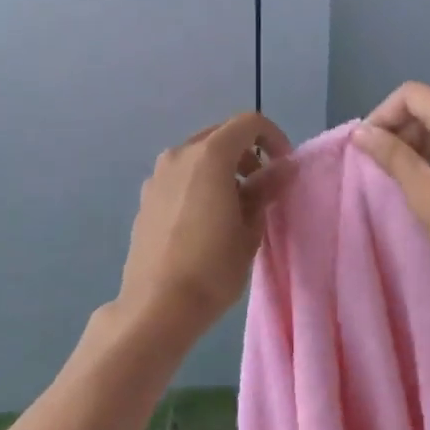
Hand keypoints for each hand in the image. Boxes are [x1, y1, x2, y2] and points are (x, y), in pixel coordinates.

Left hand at [116, 110, 292, 341]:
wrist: (157, 306)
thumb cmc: (213, 267)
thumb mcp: (250, 229)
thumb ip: (266, 189)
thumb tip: (284, 168)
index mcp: (209, 156)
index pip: (248, 123)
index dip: (273, 138)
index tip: (283, 168)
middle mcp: (178, 155)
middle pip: (220, 136)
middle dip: (247, 154)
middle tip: (262, 189)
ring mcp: (157, 176)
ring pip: (198, 157)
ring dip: (222, 170)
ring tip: (235, 208)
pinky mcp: (145, 198)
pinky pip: (180, 177)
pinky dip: (199, 184)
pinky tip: (206, 222)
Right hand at [351, 82, 429, 297]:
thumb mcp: (422, 191)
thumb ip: (391, 155)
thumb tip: (361, 132)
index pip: (409, 94)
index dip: (381, 115)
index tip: (366, 149)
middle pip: (428, 107)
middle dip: (399, 132)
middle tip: (380, 169)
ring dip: (418, 147)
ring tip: (401, 182)